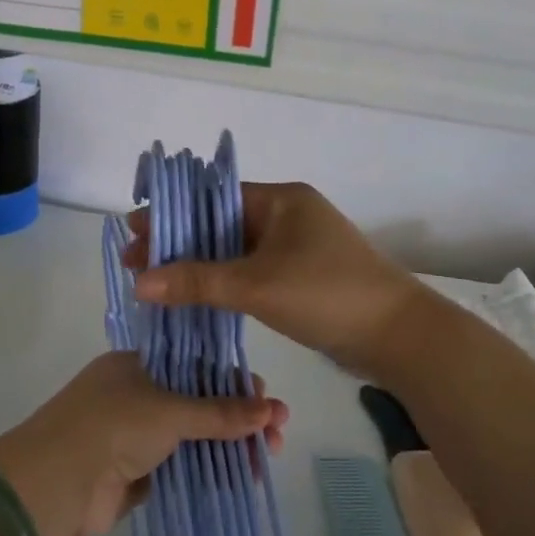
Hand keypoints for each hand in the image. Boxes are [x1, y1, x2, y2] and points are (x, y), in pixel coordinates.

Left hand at [0, 351, 286, 535]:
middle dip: (239, 416)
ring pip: (194, 436)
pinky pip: (183, 467)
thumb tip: (269, 410)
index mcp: (137, 364)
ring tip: (267, 459)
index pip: (196, 364)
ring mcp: (136, 436)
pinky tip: (242, 478)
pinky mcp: (138, 475)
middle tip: (278, 435)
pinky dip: (210, 471)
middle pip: (199, 401)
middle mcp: (137, 394)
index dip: (234, 381)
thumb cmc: (111, 426)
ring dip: (230, 445)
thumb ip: (218, 412)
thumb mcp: (169, 410)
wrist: (55, 485)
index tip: (267, 400)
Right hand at [126, 181, 430, 379]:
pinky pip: (251, 271)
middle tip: (136, 262)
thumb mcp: (257, 286)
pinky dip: (222, 281)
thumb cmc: (327, 295)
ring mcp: (296, 247)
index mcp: (281, 200)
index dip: (172, 214)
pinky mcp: (301, 277)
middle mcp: (288, 215)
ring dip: (198, 264)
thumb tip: (139, 282)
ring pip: (235, 250)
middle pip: (221, 223)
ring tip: (154, 280)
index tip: (134, 230)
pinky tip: (193, 296)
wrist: (399, 337)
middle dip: (179, 242)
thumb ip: (197, 281)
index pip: (214, 198)